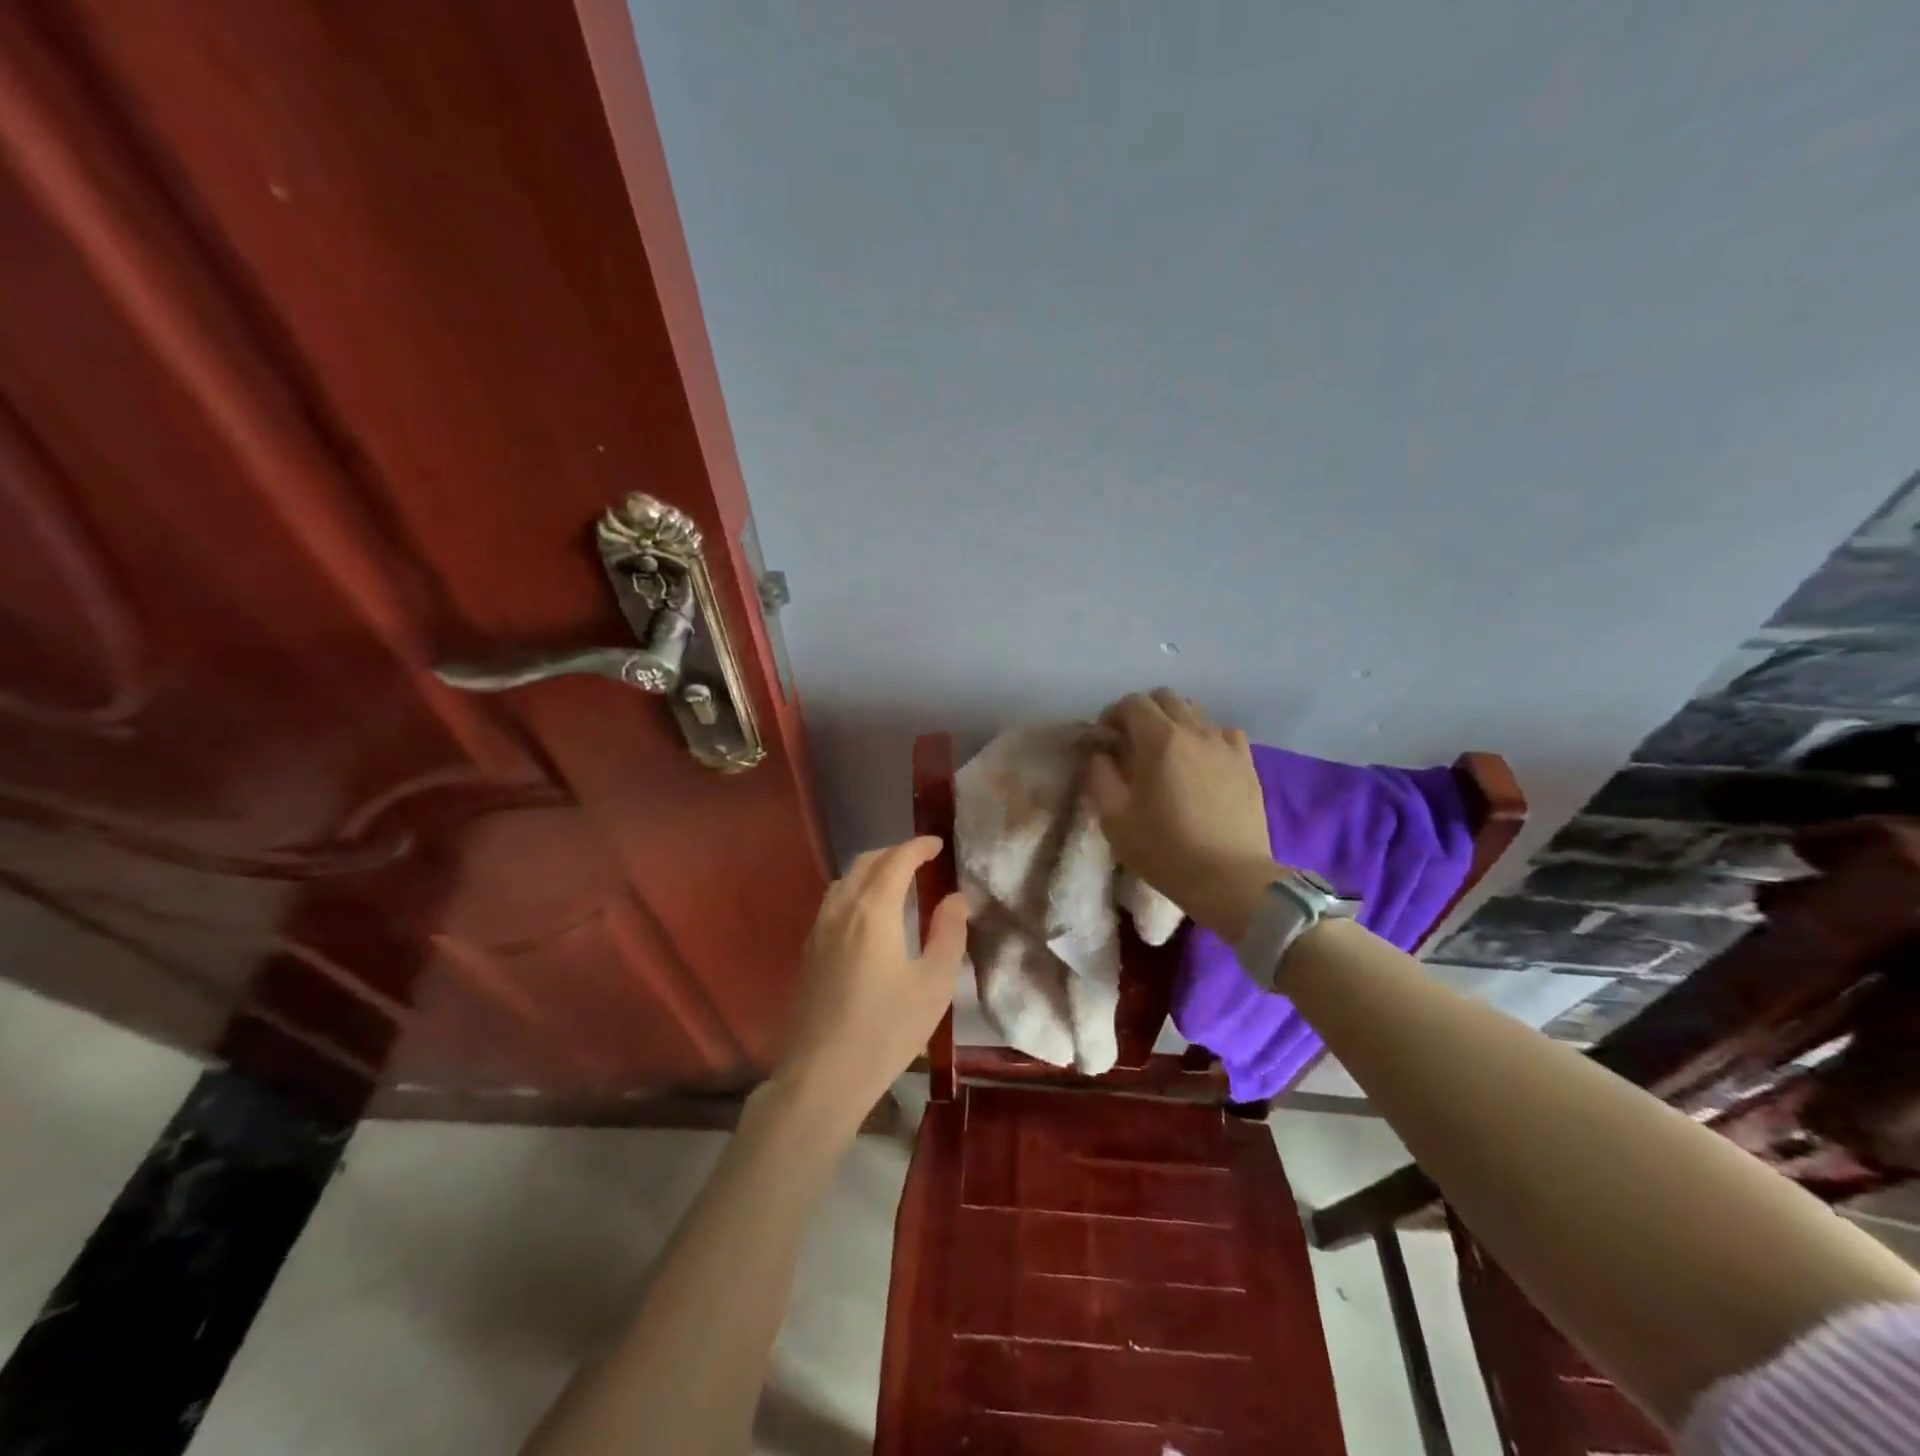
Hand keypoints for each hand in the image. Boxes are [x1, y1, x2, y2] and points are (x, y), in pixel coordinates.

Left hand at [771, 836, 968, 1139]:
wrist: (821, 1076)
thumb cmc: (886, 1030)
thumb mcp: (934, 984)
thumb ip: (948, 933)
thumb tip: (956, 898)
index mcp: (873, 910)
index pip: (896, 860)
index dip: (918, 846)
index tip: (938, 845)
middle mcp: (841, 909)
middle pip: (866, 862)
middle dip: (894, 853)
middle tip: (921, 860)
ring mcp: (818, 930)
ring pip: (845, 881)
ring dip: (871, 870)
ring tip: (896, 883)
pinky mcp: (808, 952)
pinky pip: (833, 902)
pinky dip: (855, 891)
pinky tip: (867, 917)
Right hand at [1086, 690, 1276, 941]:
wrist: (1229, 879)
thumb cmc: (1165, 850)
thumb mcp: (1115, 819)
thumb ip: (1101, 777)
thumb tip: (1101, 755)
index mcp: (1159, 740)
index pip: (1132, 704)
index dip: (1113, 715)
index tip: (1105, 738)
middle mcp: (1194, 731)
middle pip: (1165, 699)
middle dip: (1143, 713)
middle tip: (1131, 742)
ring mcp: (1225, 745)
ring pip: (1195, 712)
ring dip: (1174, 722)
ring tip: (1166, 753)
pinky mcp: (1247, 763)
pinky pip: (1224, 733)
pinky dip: (1206, 737)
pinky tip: (1201, 762)